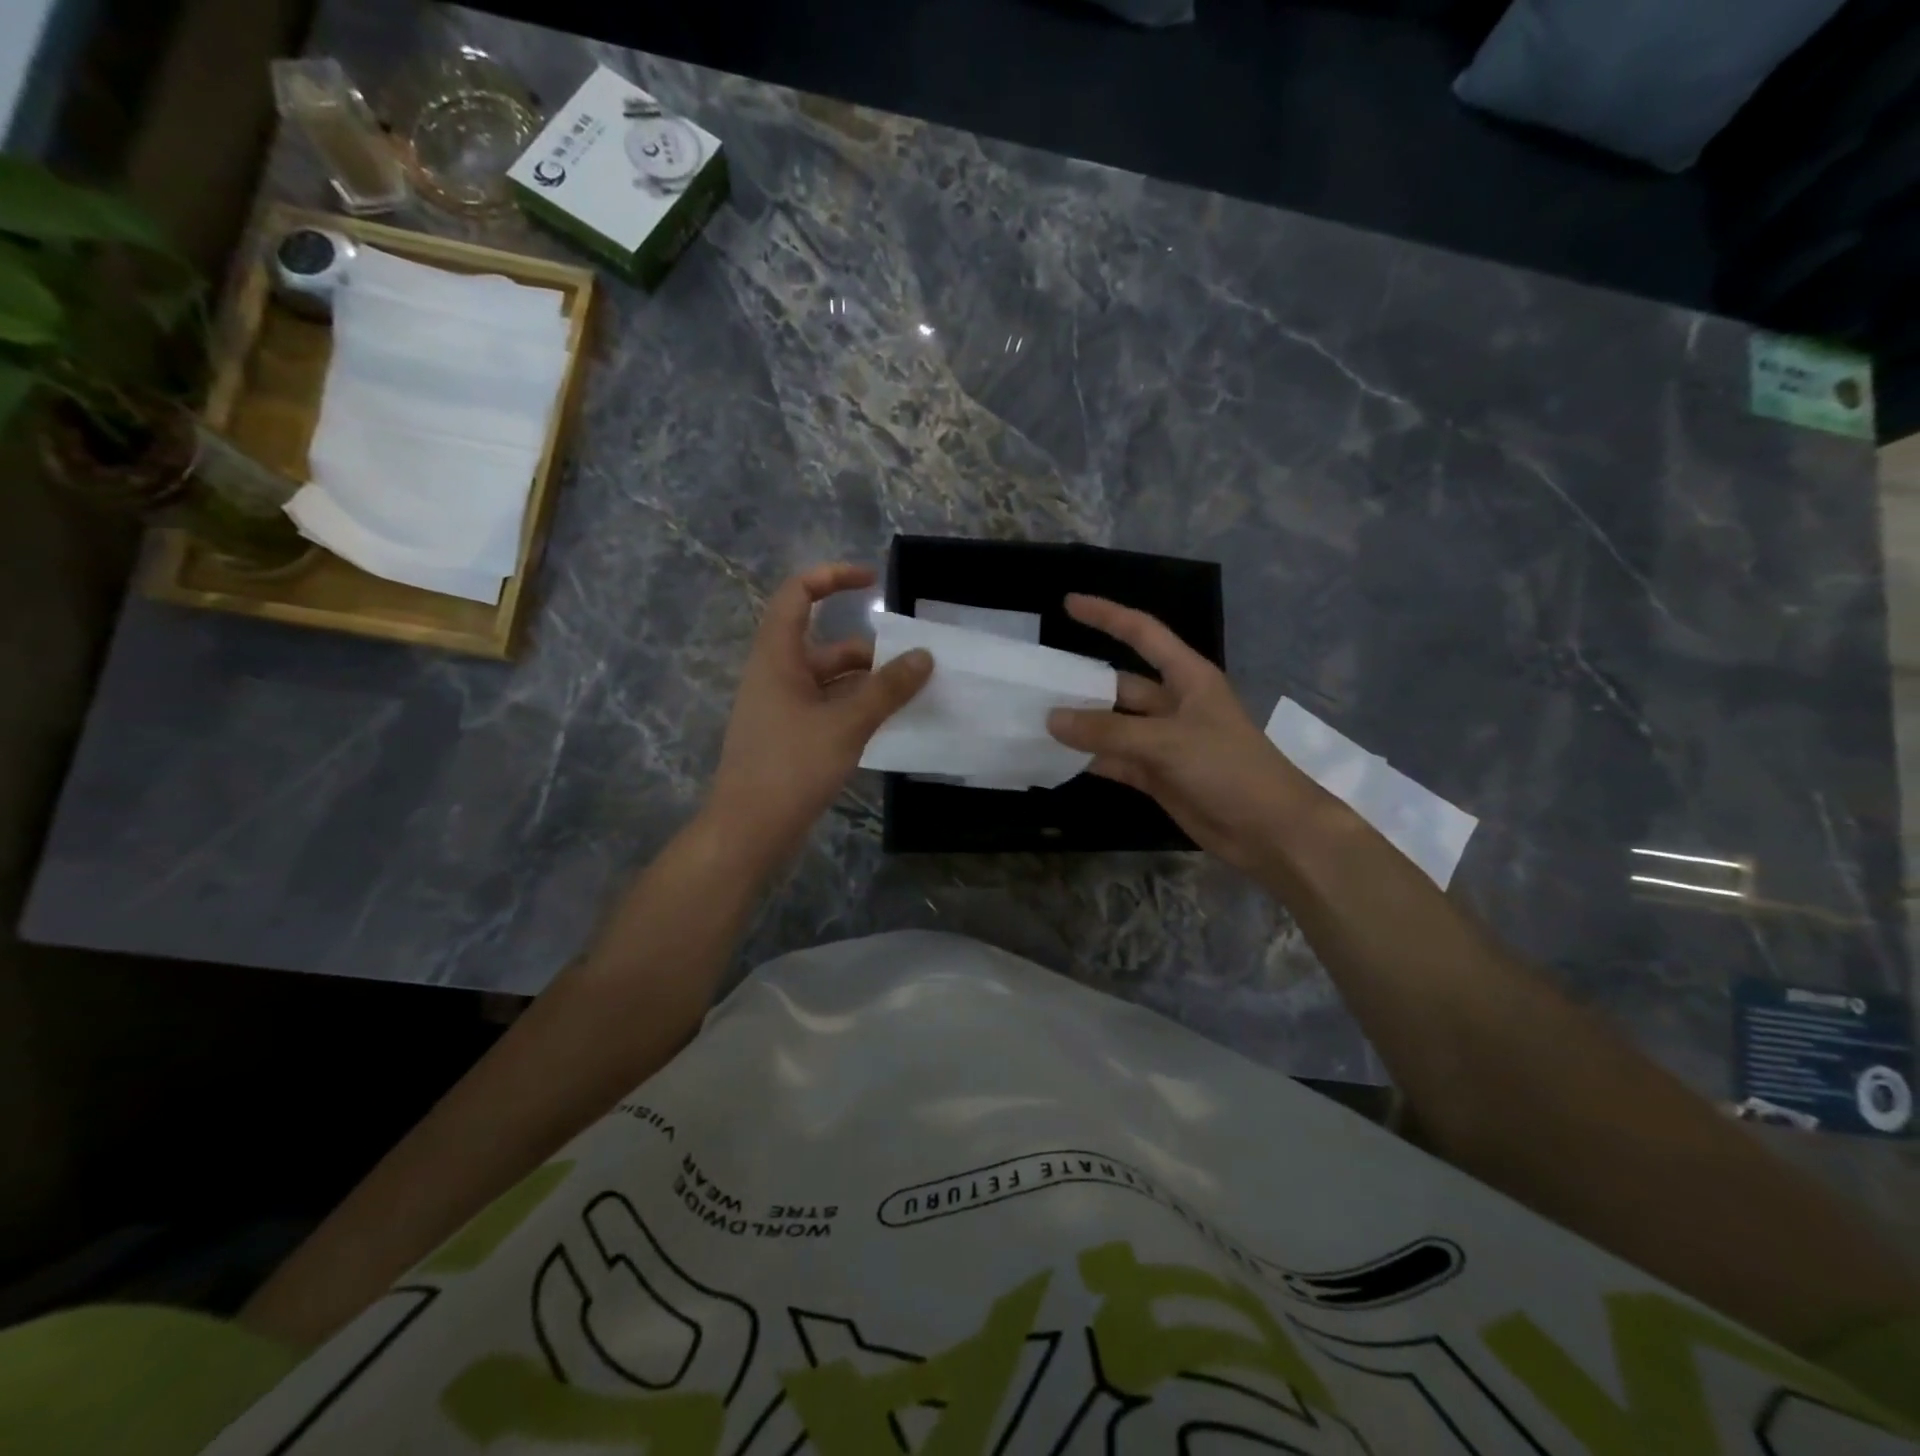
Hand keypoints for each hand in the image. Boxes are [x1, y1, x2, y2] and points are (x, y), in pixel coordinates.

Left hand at [706, 564, 931, 869]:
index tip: (873, 582)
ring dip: (869, 684)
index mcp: (777, 657)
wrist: (748, 831)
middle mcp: (777, 675)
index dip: (833, 577)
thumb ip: (887, 689)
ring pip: (831, 682)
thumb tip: (924, 656)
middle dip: (871, 651)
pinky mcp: (791, 737)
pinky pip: (829, 709)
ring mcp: (782, 709)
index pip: (798, 594)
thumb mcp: (846, 724)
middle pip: (827, 645)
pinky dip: (857, 709)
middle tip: (916, 664)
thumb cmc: (790, 767)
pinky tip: (889, 724)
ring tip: (913, 695)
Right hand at [1046, 594, 1322, 874]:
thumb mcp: (1168, 742)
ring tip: (1034, 719)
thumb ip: (1108, 730)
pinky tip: (1056, 757)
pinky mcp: (1156, 775)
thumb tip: (1052, 719)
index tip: (1068, 604)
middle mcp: (1173, 704)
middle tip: (1035, 682)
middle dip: (1082, 682)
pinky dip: (1089, 759)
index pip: (1142, 634)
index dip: (1107, 615)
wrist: (1269, 830)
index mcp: (1187, 678)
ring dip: (1081, 725)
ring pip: (1113, 725)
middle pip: (1119, 684)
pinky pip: (1115, 759)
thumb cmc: (1228, 769)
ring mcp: (1163, 742)